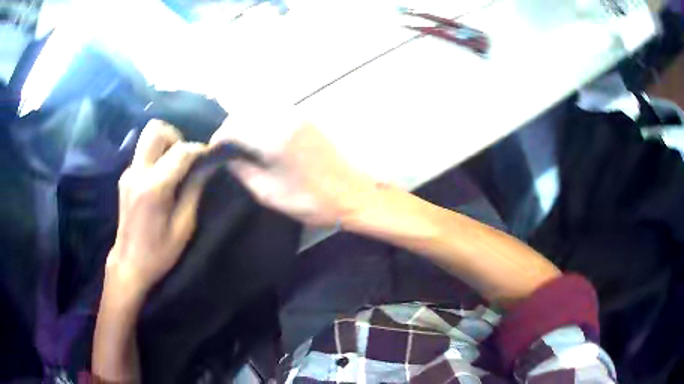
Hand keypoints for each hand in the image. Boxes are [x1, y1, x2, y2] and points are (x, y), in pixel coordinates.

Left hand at [105, 120, 208, 300]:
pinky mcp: (125, 177)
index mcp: (154, 187)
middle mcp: (137, 172)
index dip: (199, 149)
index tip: (210, 157)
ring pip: (147, 137)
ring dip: (165, 144)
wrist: (129, 263)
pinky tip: (162, 178)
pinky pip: (143, 153)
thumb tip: (207, 167)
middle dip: (176, 136)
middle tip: (185, 158)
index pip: (181, 151)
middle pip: (156, 129)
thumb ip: (194, 191)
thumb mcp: (183, 226)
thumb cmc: (159, 252)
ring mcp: (128, 173)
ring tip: (174, 167)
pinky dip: (156, 156)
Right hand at [210, 110, 376, 226]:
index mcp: (273, 137)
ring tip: (241, 143)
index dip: (219, 139)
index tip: (214, 153)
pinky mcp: (307, 117)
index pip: (233, 127)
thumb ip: (243, 171)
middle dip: (230, 128)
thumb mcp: (269, 193)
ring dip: (246, 122)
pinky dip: (261, 120)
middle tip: (225, 148)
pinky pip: (274, 111)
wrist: (355, 192)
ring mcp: (298, 114)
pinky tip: (261, 137)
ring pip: (259, 108)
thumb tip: (228, 158)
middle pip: (245, 112)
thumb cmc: (313, 199)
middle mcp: (283, 118)